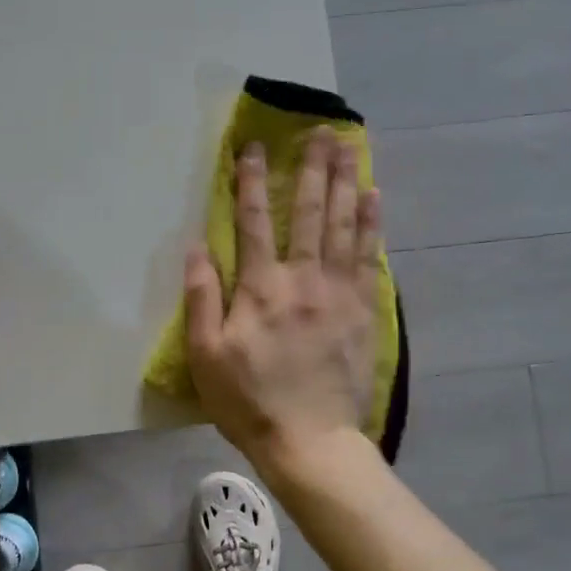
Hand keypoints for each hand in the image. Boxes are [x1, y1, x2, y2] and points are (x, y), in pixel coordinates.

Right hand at [183, 127, 382, 470]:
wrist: (311, 440)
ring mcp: (338, 292)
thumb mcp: (206, 355)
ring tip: (349, 147)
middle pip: (307, 211)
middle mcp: (302, 278)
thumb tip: (197, 247)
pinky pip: (369, 256)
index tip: (254, 146)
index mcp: (261, 288)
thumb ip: (202, 298)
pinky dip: (371, 223)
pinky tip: (373, 196)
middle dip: (311, 167)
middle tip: (320, 130)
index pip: (253, 221)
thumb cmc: (250, 400)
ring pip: (342, 225)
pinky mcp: (363, 309)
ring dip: (344, 182)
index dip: (250, 181)